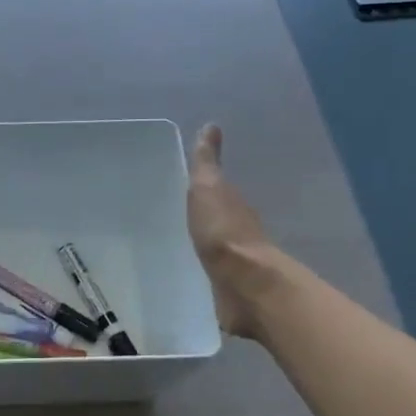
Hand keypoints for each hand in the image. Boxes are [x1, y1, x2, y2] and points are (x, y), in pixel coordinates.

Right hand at [187, 123, 284, 338]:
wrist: (244, 285)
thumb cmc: (223, 231)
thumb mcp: (209, 188)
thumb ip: (206, 162)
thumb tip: (211, 126)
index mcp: (231, 205)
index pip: (213, 191)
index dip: (199, 186)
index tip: (180, 183)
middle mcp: (235, 231)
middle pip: (214, 220)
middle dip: (198, 216)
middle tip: (171, 212)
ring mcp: (233, 263)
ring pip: (212, 248)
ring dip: (200, 244)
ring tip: (172, 244)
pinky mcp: (226, 290)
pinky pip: (209, 275)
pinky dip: (201, 271)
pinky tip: (185, 273)